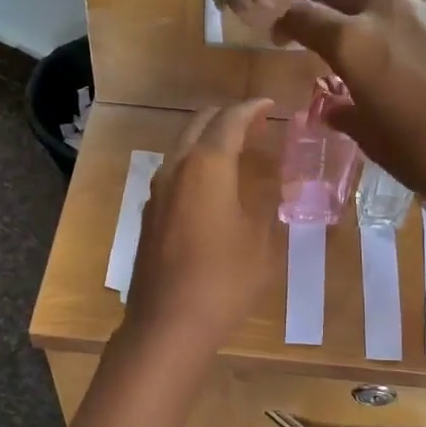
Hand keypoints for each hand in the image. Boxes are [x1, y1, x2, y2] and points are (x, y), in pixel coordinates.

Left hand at [125, 100, 278, 349]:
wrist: (168, 323)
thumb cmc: (225, 279)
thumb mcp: (260, 239)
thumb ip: (267, 201)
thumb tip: (276, 180)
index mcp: (206, 165)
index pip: (230, 120)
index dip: (252, 108)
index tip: (269, 104)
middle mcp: (176, 168)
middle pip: (199, 124)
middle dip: (227, 117)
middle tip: (255, 123)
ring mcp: (157, 192)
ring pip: (182, 147)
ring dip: (208, 140)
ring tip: (237, 150)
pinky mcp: (149, 215)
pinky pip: (174, 173)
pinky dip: (196, 165)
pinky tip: (212, 185)